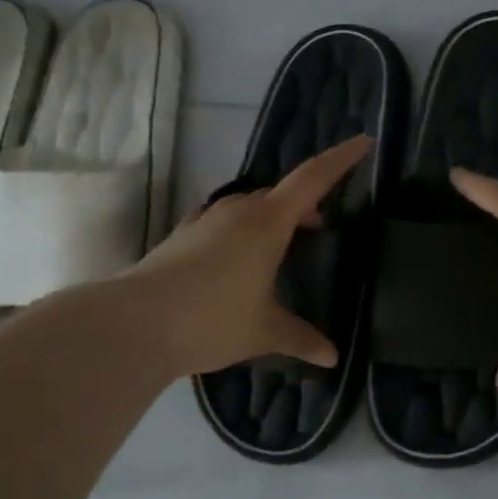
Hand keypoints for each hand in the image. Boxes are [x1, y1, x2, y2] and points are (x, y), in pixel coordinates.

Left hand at [126, 135, 371, 377]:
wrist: (133, 326)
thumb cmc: (212, 320)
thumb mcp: (265, 331)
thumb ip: (301, 338)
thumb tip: (332, 357)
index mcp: (267, 223)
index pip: (313, 179)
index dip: (341, 159)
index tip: (364, 141)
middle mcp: (237, 212)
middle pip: (280, 194)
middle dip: (305, 203)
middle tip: (321, 225)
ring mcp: (205, 221)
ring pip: (249, 206)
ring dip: (272, 217)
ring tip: (282, 245)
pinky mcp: (182, 236)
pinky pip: (223, 222)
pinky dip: (242, 231)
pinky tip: (238, 259)